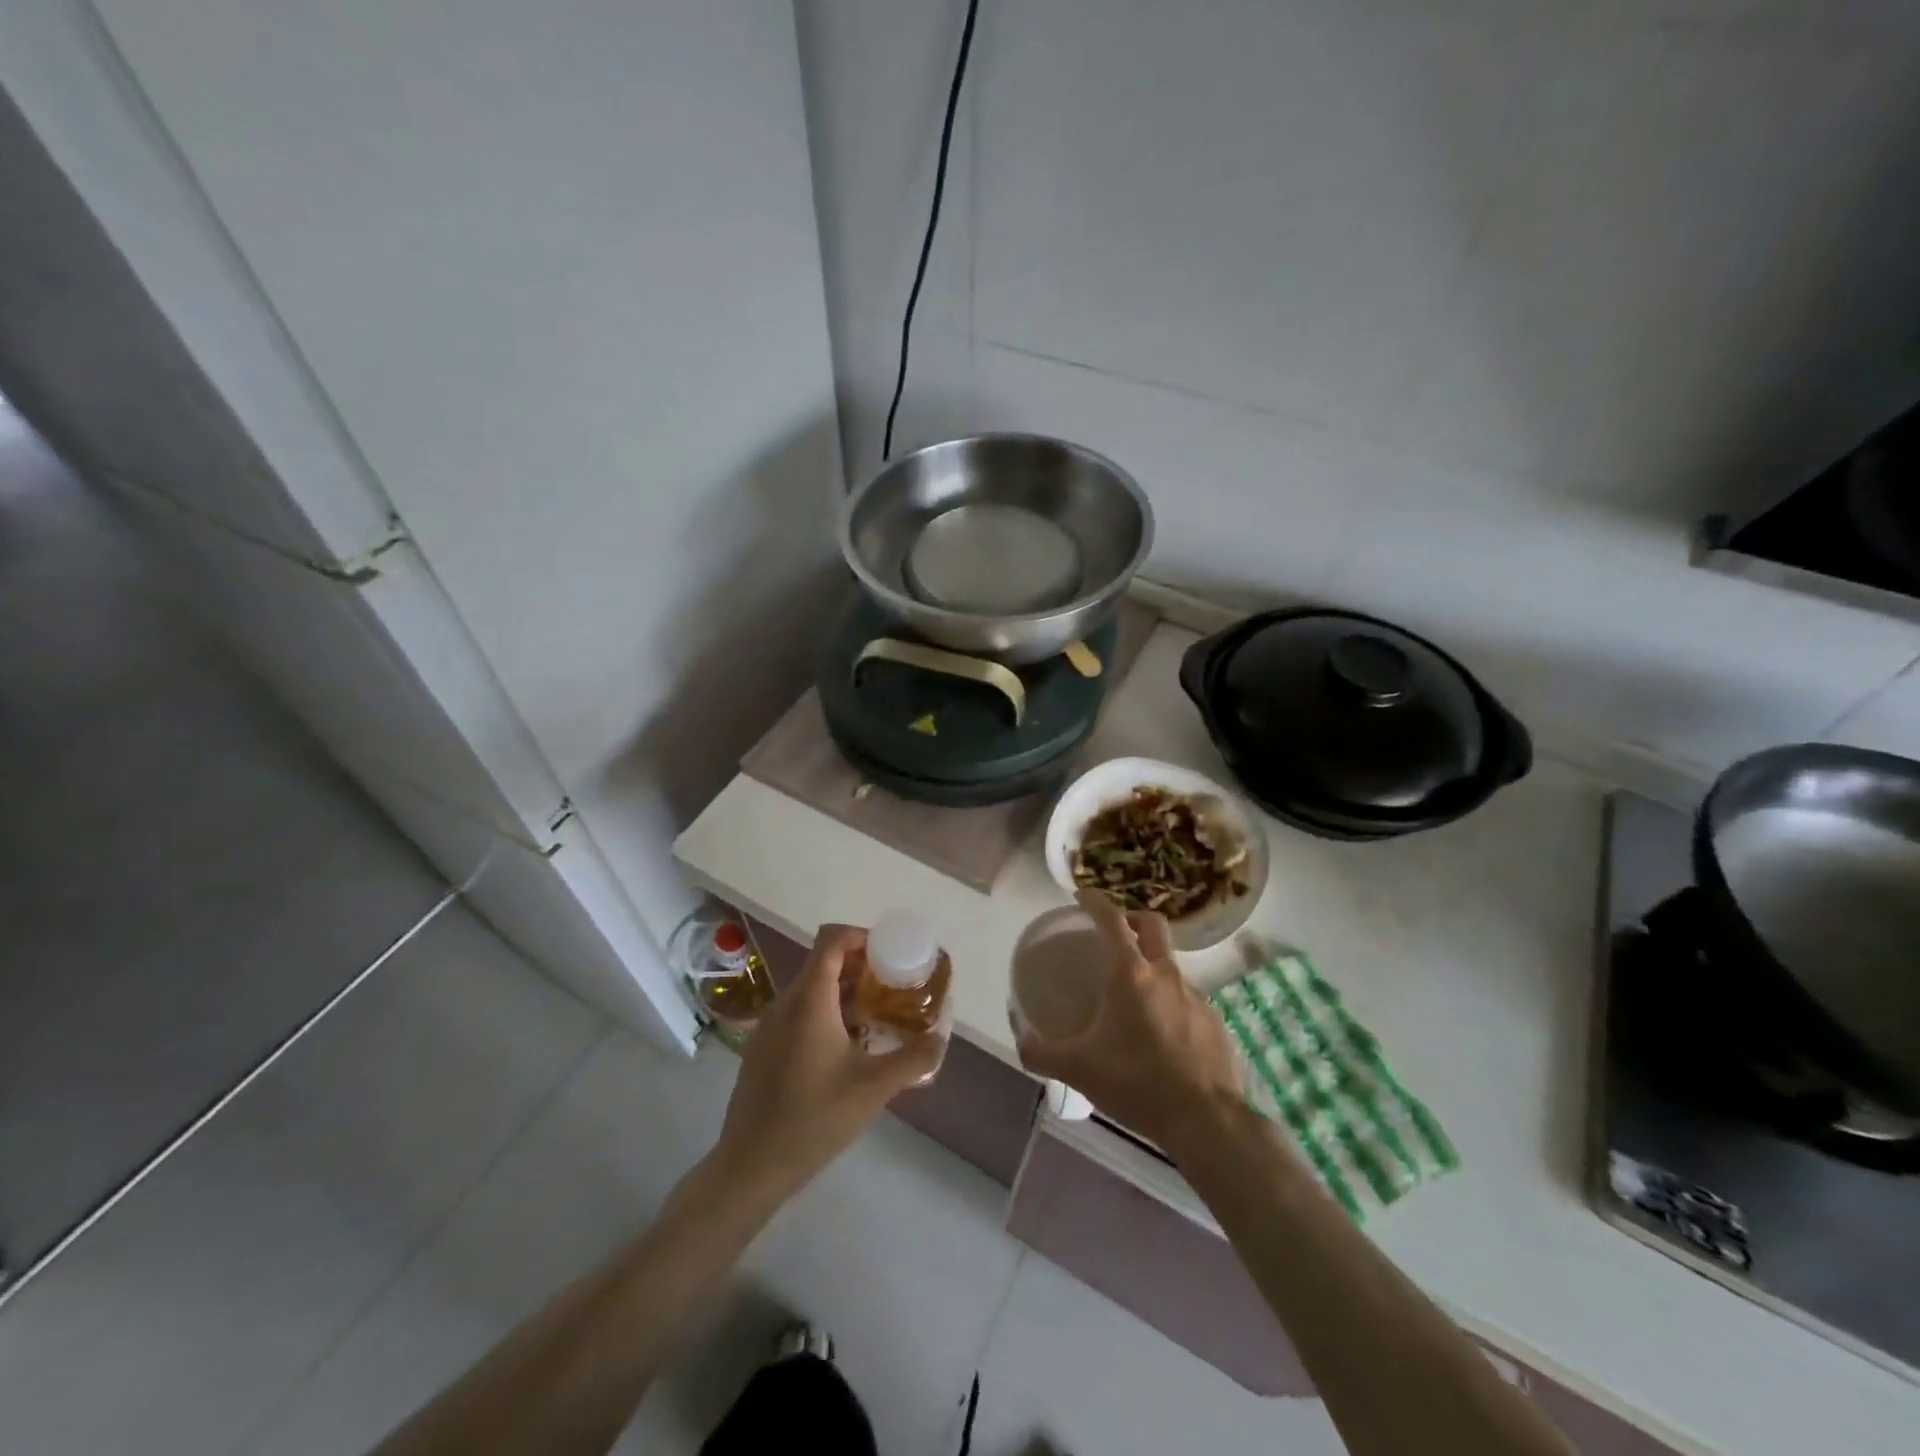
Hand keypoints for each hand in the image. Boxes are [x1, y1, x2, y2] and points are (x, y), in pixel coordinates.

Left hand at [710, 925, 943, 1201]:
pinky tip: (847, 1050)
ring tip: (876, 1018)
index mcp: (810, 1000)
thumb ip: (914, 1058)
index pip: (831, 940)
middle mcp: (786, 1003)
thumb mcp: (875, 1088)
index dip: (861, 936)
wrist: (751, 1167)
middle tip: (892, 988)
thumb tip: (941, 1038)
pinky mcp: (763, 1049)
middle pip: (823, 963)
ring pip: (811, 990)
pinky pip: (799, 1014)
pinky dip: (826, 1014)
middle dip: (861, 968)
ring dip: (845, 993)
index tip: (889, 954)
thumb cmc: (814, 1118)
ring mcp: (770, 1026)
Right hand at [1017, 890, 1244, 1151]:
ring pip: (1171, 966)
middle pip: (1153, 925)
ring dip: (1152, 968)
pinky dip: (1171, 1006)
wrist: (1206, 1121)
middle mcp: (1166, 975)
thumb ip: (1042, 1053)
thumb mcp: (1078, 1069)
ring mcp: (1196, 998)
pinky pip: (1188, 1001)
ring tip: (1134, 999)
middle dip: (1133, 919)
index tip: (1082, 896)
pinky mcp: (1215, 1023)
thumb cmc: (1137, 1083)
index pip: (1112, 920)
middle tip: (1115, 934)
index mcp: (1131, 975)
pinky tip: (1161, 1037)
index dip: (1095, 901)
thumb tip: (1022, 1043)